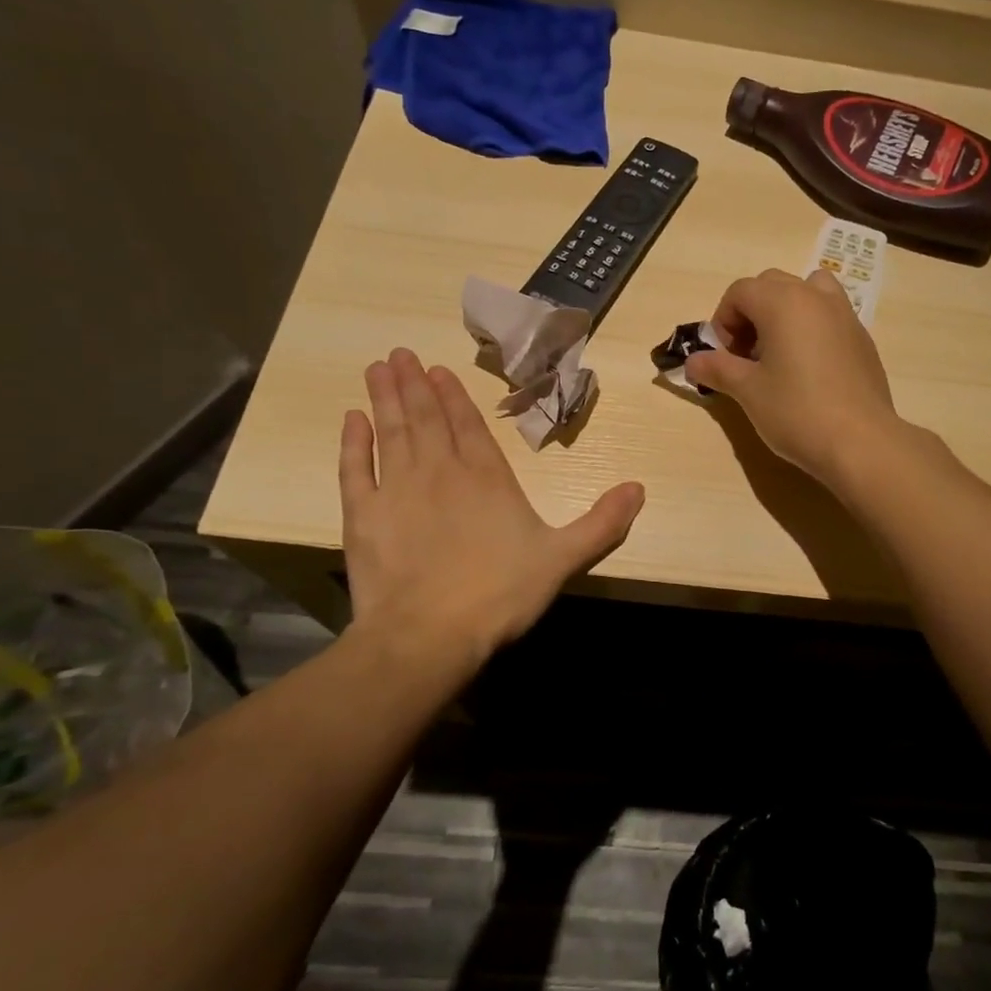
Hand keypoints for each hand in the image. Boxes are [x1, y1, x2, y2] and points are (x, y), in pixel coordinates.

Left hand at [339, 349, 644, 677]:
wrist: (428, 635)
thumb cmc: (500, 593)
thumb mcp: (563, 558)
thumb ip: (602, 523)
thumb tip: (639, 488)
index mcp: (487, 477)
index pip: (469, 425)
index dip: (454, 396)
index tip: (437, 369)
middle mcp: (440, 472)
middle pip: (426, 419)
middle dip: (414, 385)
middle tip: (399, 355)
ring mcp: (396, 491)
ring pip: (391, 432)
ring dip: (386, 399)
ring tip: (378, 368)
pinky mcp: (363, 516)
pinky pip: (355, 469)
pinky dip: (352, 442)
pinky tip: (351, 419)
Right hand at [684, 269, 902, 488]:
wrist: (861, 442)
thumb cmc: (797, 412)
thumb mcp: (748, 391)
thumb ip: (718, 369)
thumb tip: (693, 362)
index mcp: (784, 302)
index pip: (741, 291)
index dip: (722, 320)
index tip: (722, 356)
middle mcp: (816, 297)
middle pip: (772, 285)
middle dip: (751, 313)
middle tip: (746, 355)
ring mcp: (845, 315)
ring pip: (808, 292)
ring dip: (785, 311)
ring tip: (779, 352)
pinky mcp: (863, 339)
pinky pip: (830, 316)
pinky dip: (811, 328)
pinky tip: (809, 370)